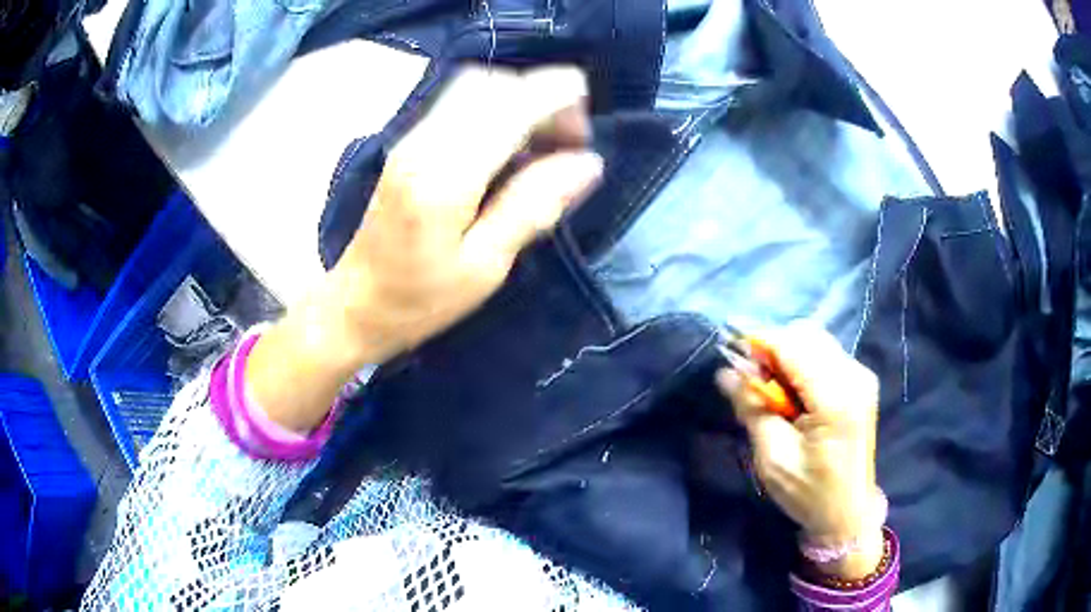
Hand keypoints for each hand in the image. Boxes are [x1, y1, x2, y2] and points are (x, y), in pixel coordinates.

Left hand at [247, 66, 602, 432]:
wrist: (353, 304)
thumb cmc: (419, 299)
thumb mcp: (485, 266)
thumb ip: (532, 206)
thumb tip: (587, 163)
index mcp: (445, 176)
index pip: (508, 106)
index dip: (555, 96)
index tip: (586, 113)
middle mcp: (423, 143)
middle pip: (489, 84)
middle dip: (538, 93)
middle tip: (570, 135)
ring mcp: (409, 139)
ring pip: (472, 87)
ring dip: (517, 98)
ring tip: (545, 137)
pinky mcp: (406, 144)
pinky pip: (457, 103)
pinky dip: (494, 107)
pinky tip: (511, 141)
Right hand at [716, 323, 882, 579]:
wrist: (848, 513)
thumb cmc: (809, 493)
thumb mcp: (773, 458)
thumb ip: (753, 408)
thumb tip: (726, 372)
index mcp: (835, 397)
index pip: (792, 345)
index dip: (758, 345)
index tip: (732, 359)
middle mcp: (854, 375)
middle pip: (806, 334)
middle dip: (773, 349)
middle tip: (754, 383)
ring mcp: (861, 376)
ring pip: (816, 340)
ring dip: (788, 356)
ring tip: (773, 393)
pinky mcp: (861, 382)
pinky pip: (826, 354)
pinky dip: (803, 364)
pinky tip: (794, 395)